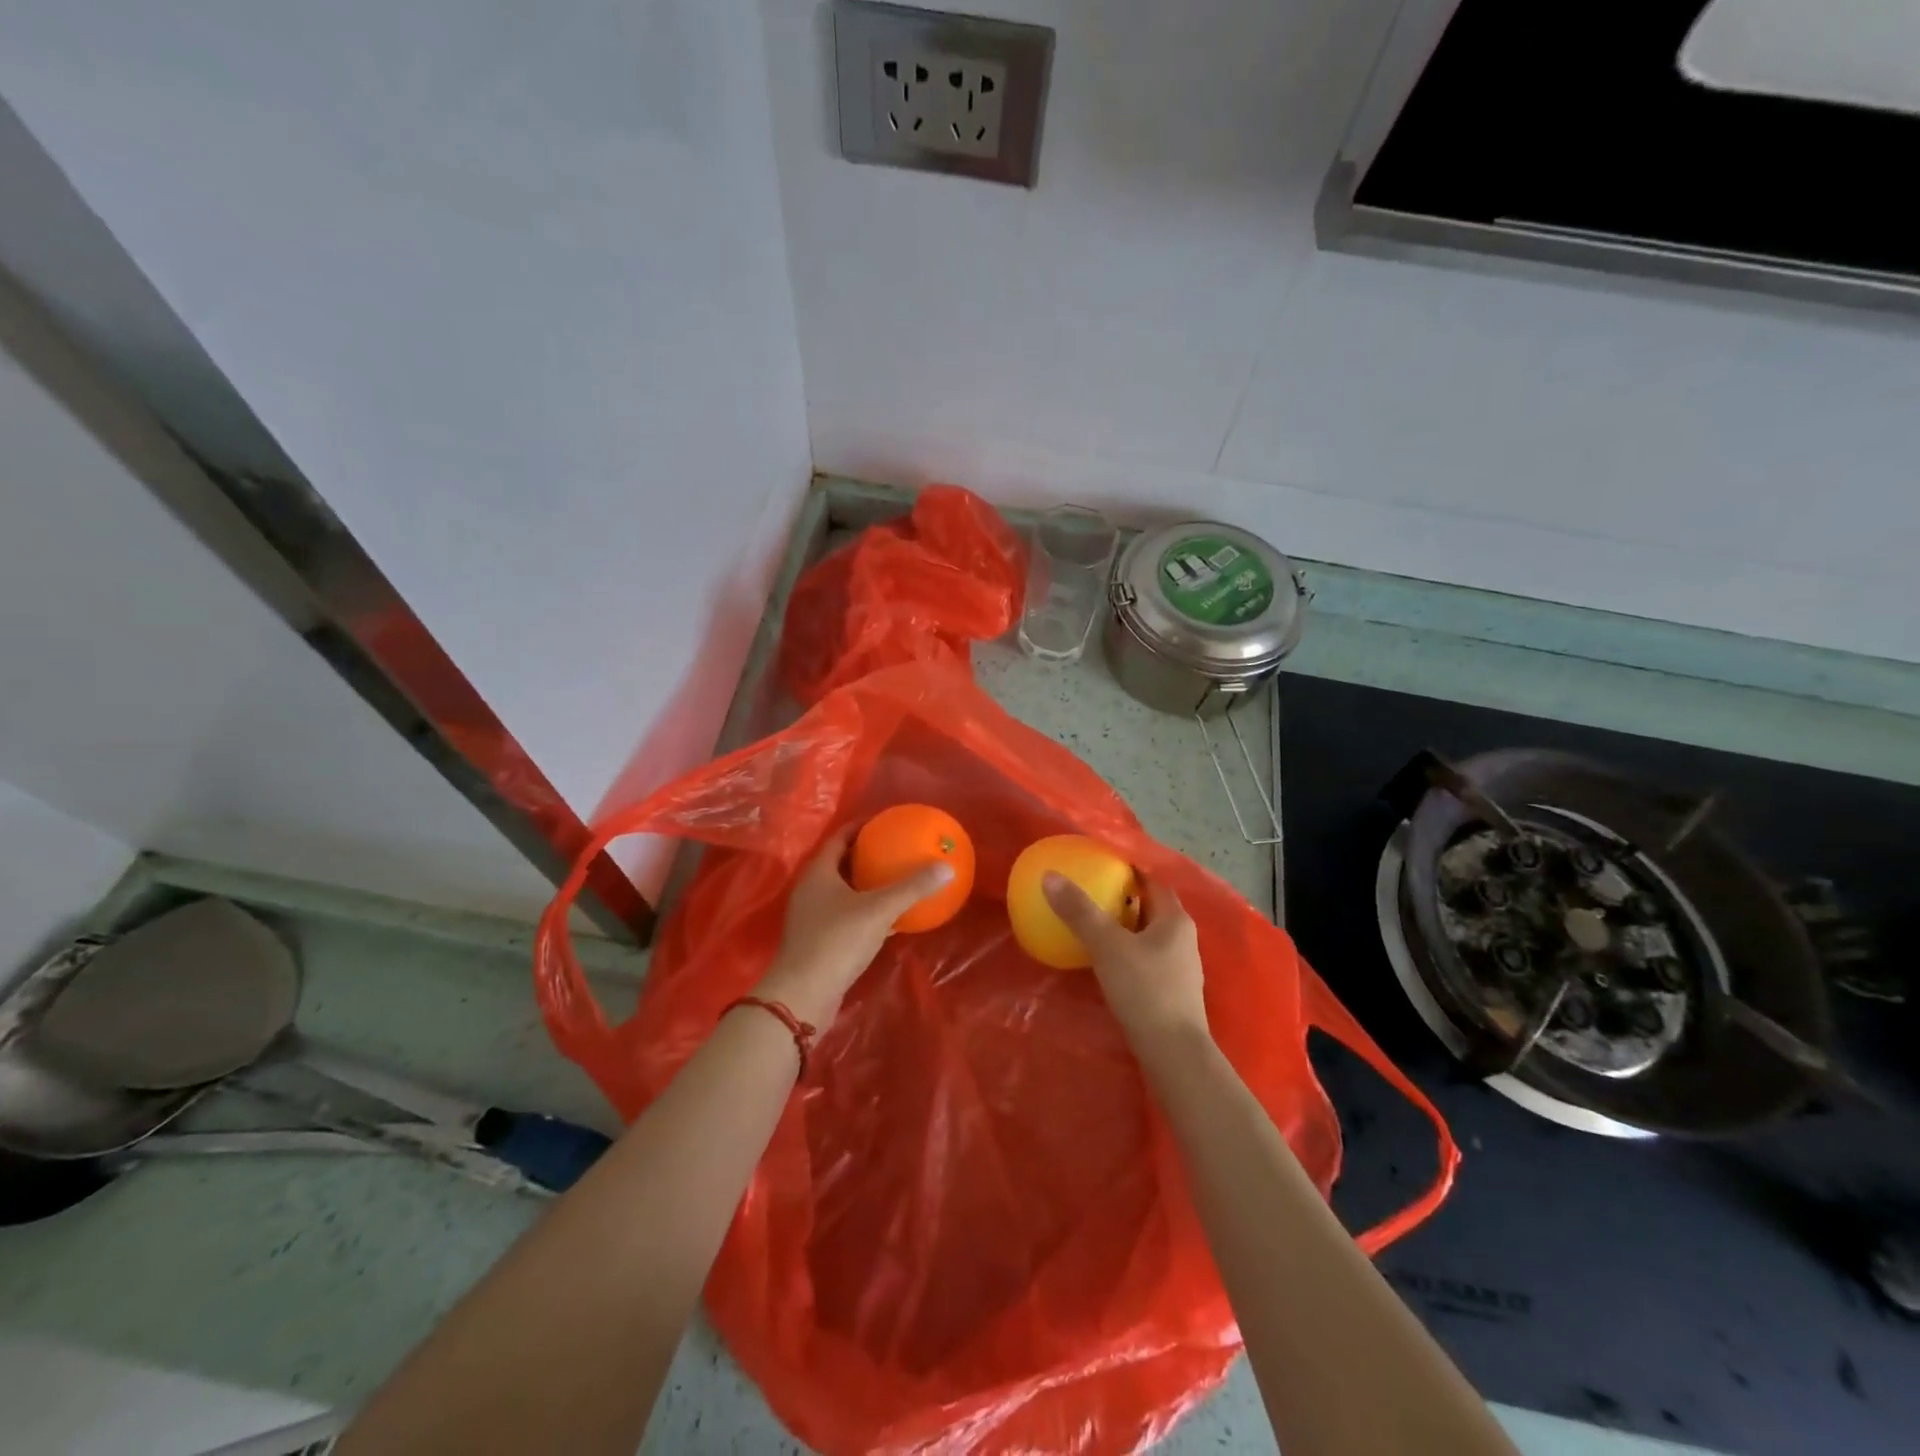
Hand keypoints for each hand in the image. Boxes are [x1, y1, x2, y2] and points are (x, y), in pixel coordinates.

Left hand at [754, 825, 954, 1027]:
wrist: (804, 994)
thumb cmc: (837, 940)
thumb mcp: (879, 909)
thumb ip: (912, 887)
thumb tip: (947, 867)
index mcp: (819, 872)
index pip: (840, 837)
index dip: (863, 826)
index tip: (887, 822)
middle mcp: (811, 889)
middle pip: (841, 862)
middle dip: (867, 854)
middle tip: (896, 848)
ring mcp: (812, 916)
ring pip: (843, 890)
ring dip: (867, 884)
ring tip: (897, 879)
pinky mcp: (818, 940)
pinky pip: (846, 915)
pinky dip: (867, 911)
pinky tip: (891, 918)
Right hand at [1043, 871, 1208, 1053]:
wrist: (1173, 1053)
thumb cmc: (1145, 990)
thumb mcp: (1107, 945)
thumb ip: (1079, 911)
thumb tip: (1050, 876)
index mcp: (1175, 919)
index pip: (1152, 881)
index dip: (1128, 870)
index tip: (1098, 865)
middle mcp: (1182, 937)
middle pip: (1150, 907)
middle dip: (1122, 898)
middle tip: (1089, 892)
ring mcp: (1179, 966)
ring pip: (1147, 934)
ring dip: (1123, 926)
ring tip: (1091, 924)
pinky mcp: (1170, 990)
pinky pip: (1145, 958)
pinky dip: (1125, 951)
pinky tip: (1103, 960)